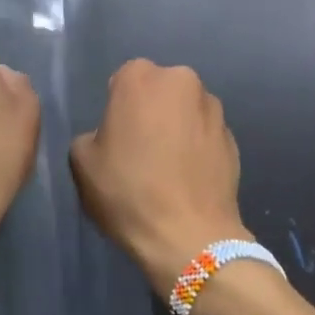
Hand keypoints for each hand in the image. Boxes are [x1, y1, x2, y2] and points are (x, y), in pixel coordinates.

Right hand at [70, 60, 249, 297]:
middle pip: (159, 90)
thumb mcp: (82, 163)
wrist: (190, 236)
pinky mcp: (232, 136)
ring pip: (186, 110)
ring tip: (169, 167)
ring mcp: (212, 107)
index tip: (116, 137)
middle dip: (151, 110)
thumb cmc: (129, 192)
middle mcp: (181, 80)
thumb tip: (109, 136)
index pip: (123, 80)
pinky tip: (189, 178)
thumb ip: (91, 136)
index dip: (118, 108)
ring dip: (177, 127)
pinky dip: (197, 147)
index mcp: (141, 77)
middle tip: (141, 149)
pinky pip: (205, 134)